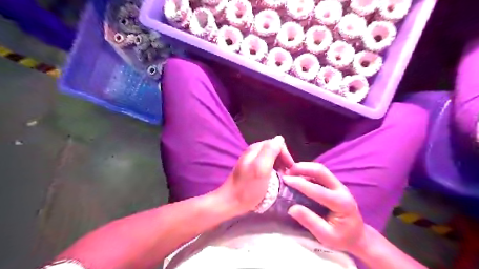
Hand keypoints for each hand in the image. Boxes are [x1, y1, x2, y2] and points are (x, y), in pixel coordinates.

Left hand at [218, 137, 293, 214]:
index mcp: (256, 149)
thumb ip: (270, 151)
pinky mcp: (251, 169)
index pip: (277, 143)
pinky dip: (273, 170)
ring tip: (283, 177)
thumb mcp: (261, 168)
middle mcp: (254, 151)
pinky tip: (274, 179)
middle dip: (283, 160)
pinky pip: (266, 165)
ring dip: (279, 165)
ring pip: (271, 158)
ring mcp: (251, 160)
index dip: (286, 155)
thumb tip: (280, 138)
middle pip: (274, 150)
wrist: (231, 202)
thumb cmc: (248, 187)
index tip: (290, 169)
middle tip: (287, 174)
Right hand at [281, 162, 364, 251]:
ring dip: (304, 168)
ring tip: (289, 172)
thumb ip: (310, 221)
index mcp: (341, 203)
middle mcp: (341, 190)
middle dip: (302, 168)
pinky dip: (307, 171)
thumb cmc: (342, 238)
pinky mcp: (334, 184)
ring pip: (320, 170)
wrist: (358, 236)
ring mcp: (338, 185)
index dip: (300, 183)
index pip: (317, 189)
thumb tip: (291, 208)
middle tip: (287, 171)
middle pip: (321, 171)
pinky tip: (297, 176)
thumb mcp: (326, 236)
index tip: (285, 179)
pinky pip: (319, 174)